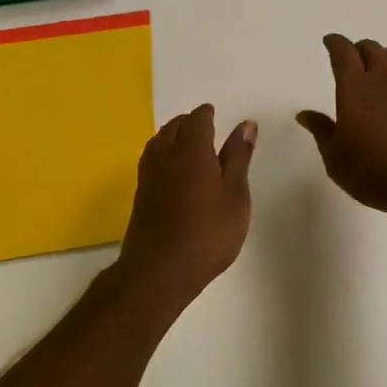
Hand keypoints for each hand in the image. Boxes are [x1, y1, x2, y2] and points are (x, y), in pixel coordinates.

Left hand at [117, 104, 256, 307]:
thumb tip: (245, 124)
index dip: (207, 114)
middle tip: (205, 127)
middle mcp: (166, 155)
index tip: (215, 114)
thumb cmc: (208, 233)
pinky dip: (163, 152)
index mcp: (192, 150)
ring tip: (188, 143)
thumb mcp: (235, 195)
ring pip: (158, 141)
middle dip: (188, 121)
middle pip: (174, 126)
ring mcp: (149, 175)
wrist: (159, 271)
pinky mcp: (141, 194)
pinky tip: (171, 168)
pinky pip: (151, 158)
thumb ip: (238, 157)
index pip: (197, 120)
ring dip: (172, 134)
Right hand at [296, 34, 386, 222]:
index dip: (336, 43)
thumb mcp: (336, 157)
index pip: (344, 53)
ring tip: (376, 67)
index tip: (329, 41)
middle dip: (359, 48)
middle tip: (351, 56)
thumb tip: (304, 114)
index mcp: (355, 88)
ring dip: (383, 57)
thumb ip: (322, 131)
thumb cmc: (372, 172)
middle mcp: (383, 81)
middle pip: (373, 50)